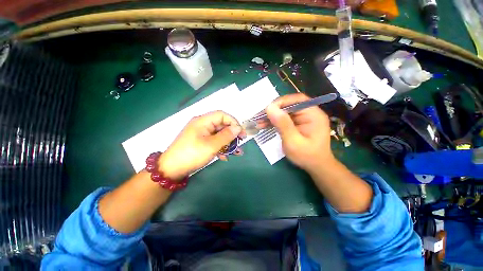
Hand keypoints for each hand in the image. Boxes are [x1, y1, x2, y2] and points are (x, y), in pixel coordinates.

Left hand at [158, 111, 244, 179]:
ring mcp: (202, 134)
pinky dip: (221, 148)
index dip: (233, 122)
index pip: (222, 115)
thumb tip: (238, 128)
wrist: (172, 169)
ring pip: (219, 135)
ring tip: (237, 152)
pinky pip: (214, 142)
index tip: (241, 133)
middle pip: (221, 125)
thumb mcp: (211, 145)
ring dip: (228, 143)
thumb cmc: (192, 154)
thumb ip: (226, 136)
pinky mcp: (201, 142)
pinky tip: (225, 156)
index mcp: (203, 121)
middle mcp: (203, 125)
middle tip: (240, 143)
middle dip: (232, 134)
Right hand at [265, 93, 333, 172]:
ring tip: (259, 122)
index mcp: (313, 114)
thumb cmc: (306, 156)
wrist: (315, 167)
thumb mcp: (293, 141)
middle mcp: (309, 113)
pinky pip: (284, 119)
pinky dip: (274, 121)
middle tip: (260, 117)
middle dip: (274, 110)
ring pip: (285, 112)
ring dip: (272, 116)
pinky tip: (265, 125)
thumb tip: (270, 108)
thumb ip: (283, 124)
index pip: (297, 100)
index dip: (281, 102)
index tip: (267, 110)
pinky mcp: (297, 124)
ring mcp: (303, 118)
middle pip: (289, 105)